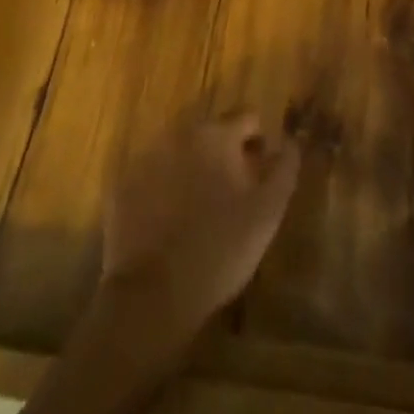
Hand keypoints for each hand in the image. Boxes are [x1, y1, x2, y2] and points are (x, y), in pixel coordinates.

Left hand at [101, 113, 300, 344]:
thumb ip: (285, 168)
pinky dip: (164, 190)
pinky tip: (170, 224)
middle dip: (224, 155)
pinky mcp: (122, 186)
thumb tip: (291, 140)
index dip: (258, 142)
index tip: (260, 173)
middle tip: (231, 195)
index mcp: (216, 134)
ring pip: (180, 152)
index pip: (247, 117)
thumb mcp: (267, 212)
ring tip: (200, 211)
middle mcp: (179, 133)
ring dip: (193, 169)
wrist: (153, 297)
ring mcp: (146, 157)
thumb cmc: (220, 250)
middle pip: (211, 132)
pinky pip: (152, 177)